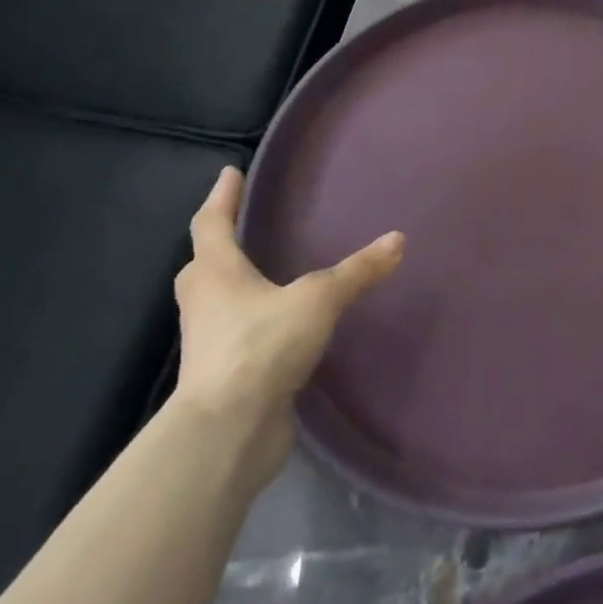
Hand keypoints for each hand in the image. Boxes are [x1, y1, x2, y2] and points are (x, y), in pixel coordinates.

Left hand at [173, 167, 402, 467]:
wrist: (228, 430)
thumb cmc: (261, 346)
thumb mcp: (317, 299)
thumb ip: (357, 271)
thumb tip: (398, 239)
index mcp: (216, 274)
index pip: (211, 224)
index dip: (221, 197)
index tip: (229, 173)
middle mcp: (205, 303)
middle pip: (204, 265)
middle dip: (219, 245)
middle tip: (242, 228)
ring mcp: (210, 343)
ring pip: (217, 302)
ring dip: (235, 286)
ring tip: (266, 274)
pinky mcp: (225, 375)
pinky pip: (237, 335)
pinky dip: (254, 322)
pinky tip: (282, 325)